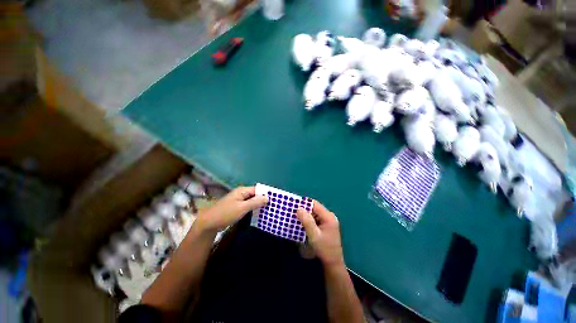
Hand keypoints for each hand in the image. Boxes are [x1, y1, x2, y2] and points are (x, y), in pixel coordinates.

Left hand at [196, 186, 267, 233]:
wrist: (208, 223)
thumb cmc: (226, 213)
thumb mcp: (242, 208)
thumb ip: (255, 202)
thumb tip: (268, 197)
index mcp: (242, 191)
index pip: (257, 189)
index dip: (266, 193)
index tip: (275, 199)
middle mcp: (241, 194)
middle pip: (255, 195)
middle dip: (263, 199)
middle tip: (273, 206)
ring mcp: (239, 200)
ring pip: (252, 201)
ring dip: (259, 204)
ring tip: (269, 210)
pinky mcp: (237, 207)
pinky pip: (248, 206)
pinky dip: (253, 208)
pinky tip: (259, 213)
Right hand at [297, 201, 344, 267]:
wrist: (333, 264)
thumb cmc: (324, 249)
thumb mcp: (314, 236)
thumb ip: (307, 221)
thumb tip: (298, 208)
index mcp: (328, 217)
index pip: (315, 204)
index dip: (304, 203)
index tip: (293, 205)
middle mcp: (329, 216)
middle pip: (314, 208)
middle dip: (303, 209)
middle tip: (292, 212)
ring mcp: (327, 221)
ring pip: (313, 213)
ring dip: (305, 215)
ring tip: (295, 217)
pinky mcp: (325, 226)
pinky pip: (315, 219)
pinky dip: (308, 220)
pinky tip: (301, 224)